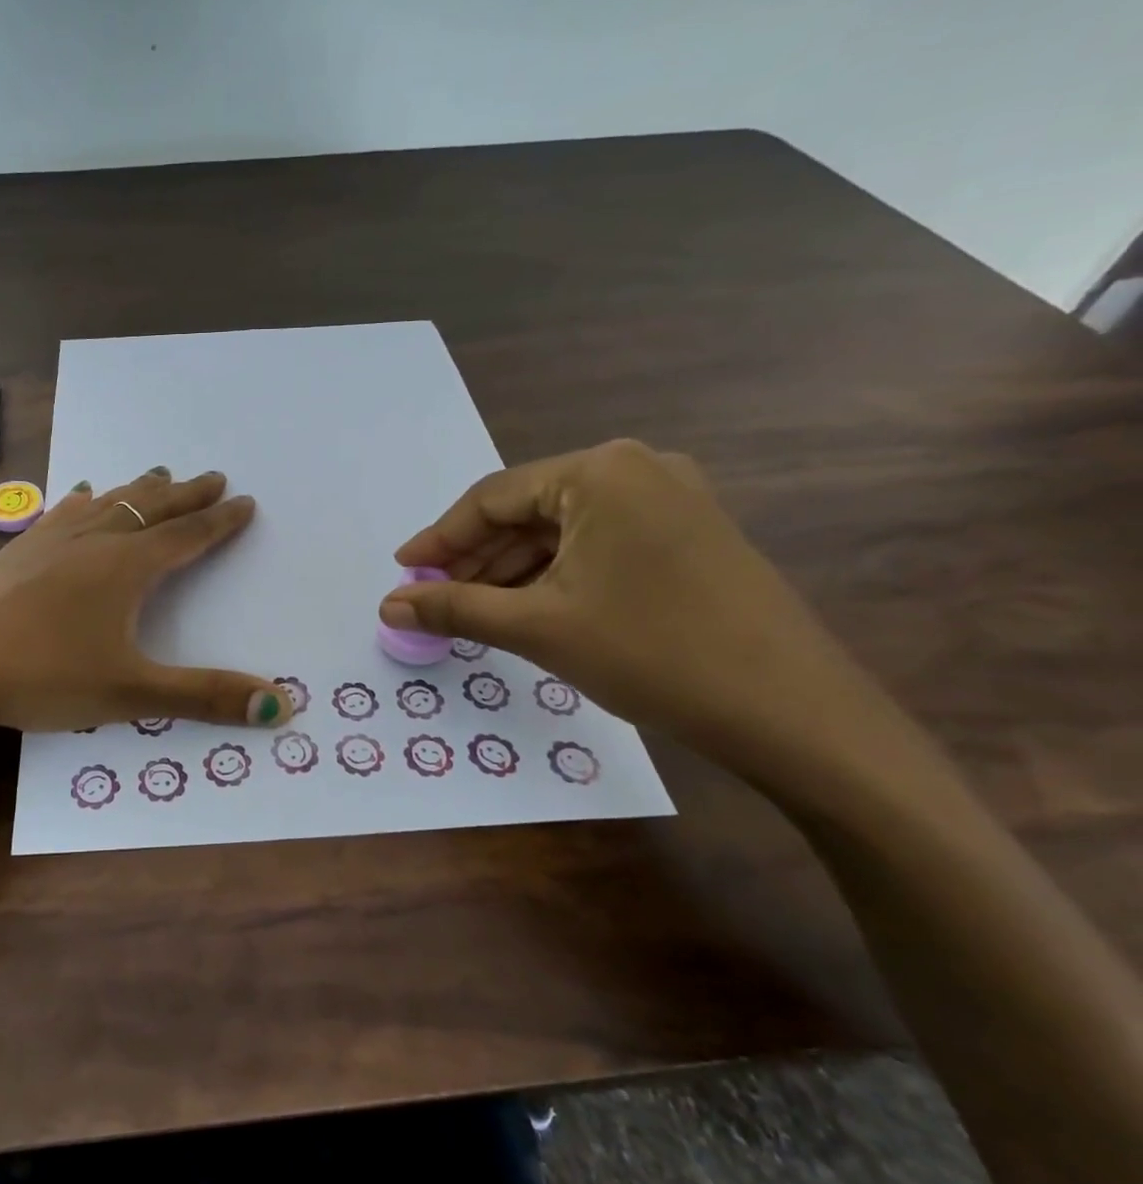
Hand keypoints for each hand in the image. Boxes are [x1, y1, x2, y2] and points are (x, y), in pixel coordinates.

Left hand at [0, 467, 294, 732]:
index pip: (187, 537)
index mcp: (126, 568)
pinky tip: (79, 496)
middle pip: (150, 510)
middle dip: (185, 495)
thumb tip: (281, 704)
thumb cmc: (41, 674)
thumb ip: (204, 697)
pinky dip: (83, 503)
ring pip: (107, 505)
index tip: (244, 501)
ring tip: (157, 473)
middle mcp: (93, 543)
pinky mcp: (16, 553)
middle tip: (212, 476)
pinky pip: (62, 514)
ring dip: (138, 491)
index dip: (219, 522)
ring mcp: (50, 542)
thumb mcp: (130, 693)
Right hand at [380, 439, 880, 766]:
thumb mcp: (537, 627)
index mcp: (600, 471)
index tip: (403, 572)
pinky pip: (600, 545)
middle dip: (476, 558)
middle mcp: (638, 469)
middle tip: (432, 598)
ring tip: (472, 611)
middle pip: (528, 511)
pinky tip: (529, 608)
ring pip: (564, 530)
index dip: (439, 538)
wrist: (794, 714)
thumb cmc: (652, 654)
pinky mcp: (691, 535)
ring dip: (513, 569)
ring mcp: (673, 500)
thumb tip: (387, 606)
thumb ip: (453, 608)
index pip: (492, 498)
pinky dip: (556, 574)